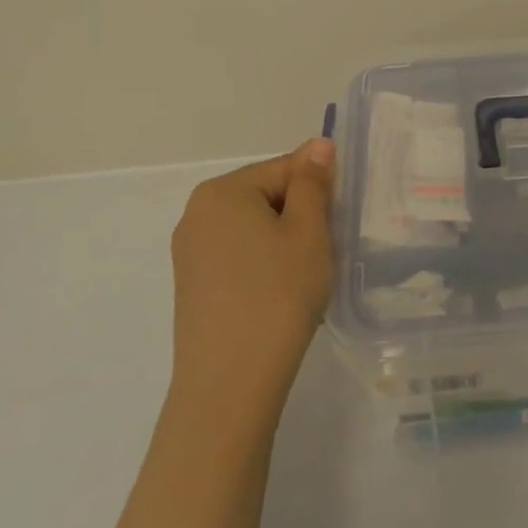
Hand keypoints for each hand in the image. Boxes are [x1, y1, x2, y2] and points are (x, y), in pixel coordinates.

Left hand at [169, 139, 336, 408]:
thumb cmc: (278, 295)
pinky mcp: (192, 285)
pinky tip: (279, 295)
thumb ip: (313, 183)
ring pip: (253, 228)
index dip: (319, 190)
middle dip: (300, 215)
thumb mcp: (308, 232)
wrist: (230, 383)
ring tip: (303, 277)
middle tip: (324, 251)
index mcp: (223, 191)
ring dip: (283, 241)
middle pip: (266, 195)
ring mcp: (189, 252)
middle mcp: (197, 213)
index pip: (285, 167)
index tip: (338, 221)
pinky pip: (238, 256)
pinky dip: (263, 265)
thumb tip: (317, 144)